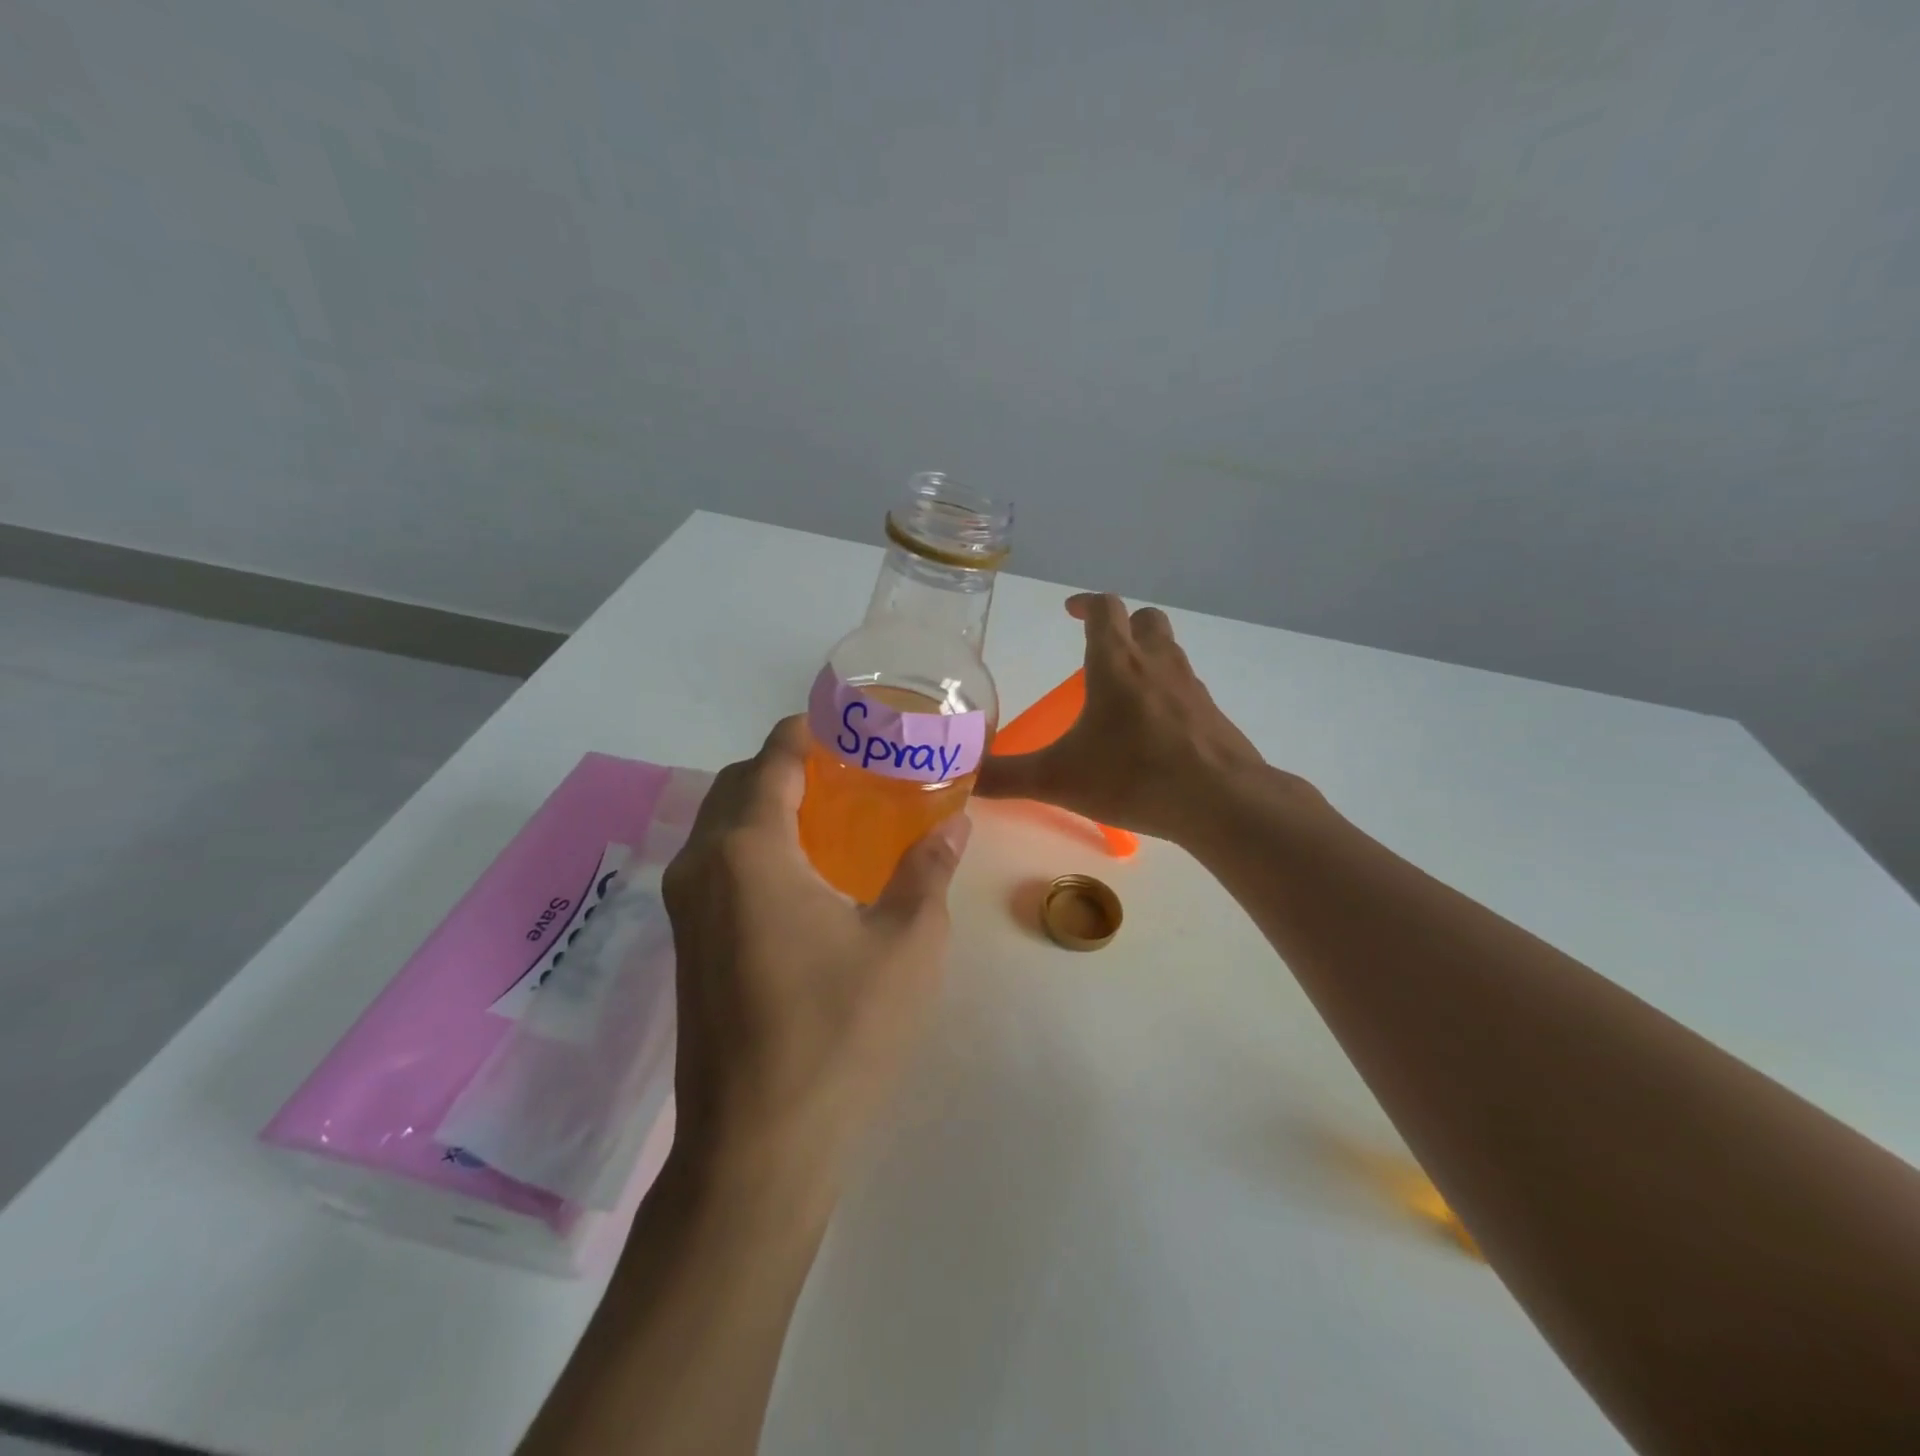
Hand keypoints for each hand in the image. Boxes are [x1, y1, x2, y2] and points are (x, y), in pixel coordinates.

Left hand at [661, 716, 969, 1210]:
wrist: (758, 1146)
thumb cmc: (839, 1034)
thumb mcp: (906, 945)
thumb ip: (928, 870)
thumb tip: (955, 821)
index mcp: (749, 851)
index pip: (772, 759)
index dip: (808, 731)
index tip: (850, 725)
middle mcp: (703, 865)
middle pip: (740, 784)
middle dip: (789, 764)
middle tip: (853, 770)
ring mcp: (686, 906)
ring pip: (722, 823)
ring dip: (768, 803)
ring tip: (834, 812)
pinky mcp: (687, 942)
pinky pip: (717, 862)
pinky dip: (754, 842)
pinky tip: (806, 871)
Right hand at [977, 593, 1294, 846]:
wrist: (1220, 801)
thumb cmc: (1134, 777)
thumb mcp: (1058, 779)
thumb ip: (1006, 777)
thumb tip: (963, 776)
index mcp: (1117, 664)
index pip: (1104, 609)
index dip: (1085, 604)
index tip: (1070, 612)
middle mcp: (1157, 664)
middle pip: (1145, 620)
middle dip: (1121, 625)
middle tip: (1099, 649)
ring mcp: (1191, 687)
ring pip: (1170, 651)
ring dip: (1146, 656)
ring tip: (1122, 691)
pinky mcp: (1212, 714)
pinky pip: (1186, 687)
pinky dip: (1167, 692)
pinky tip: (1153, 730)